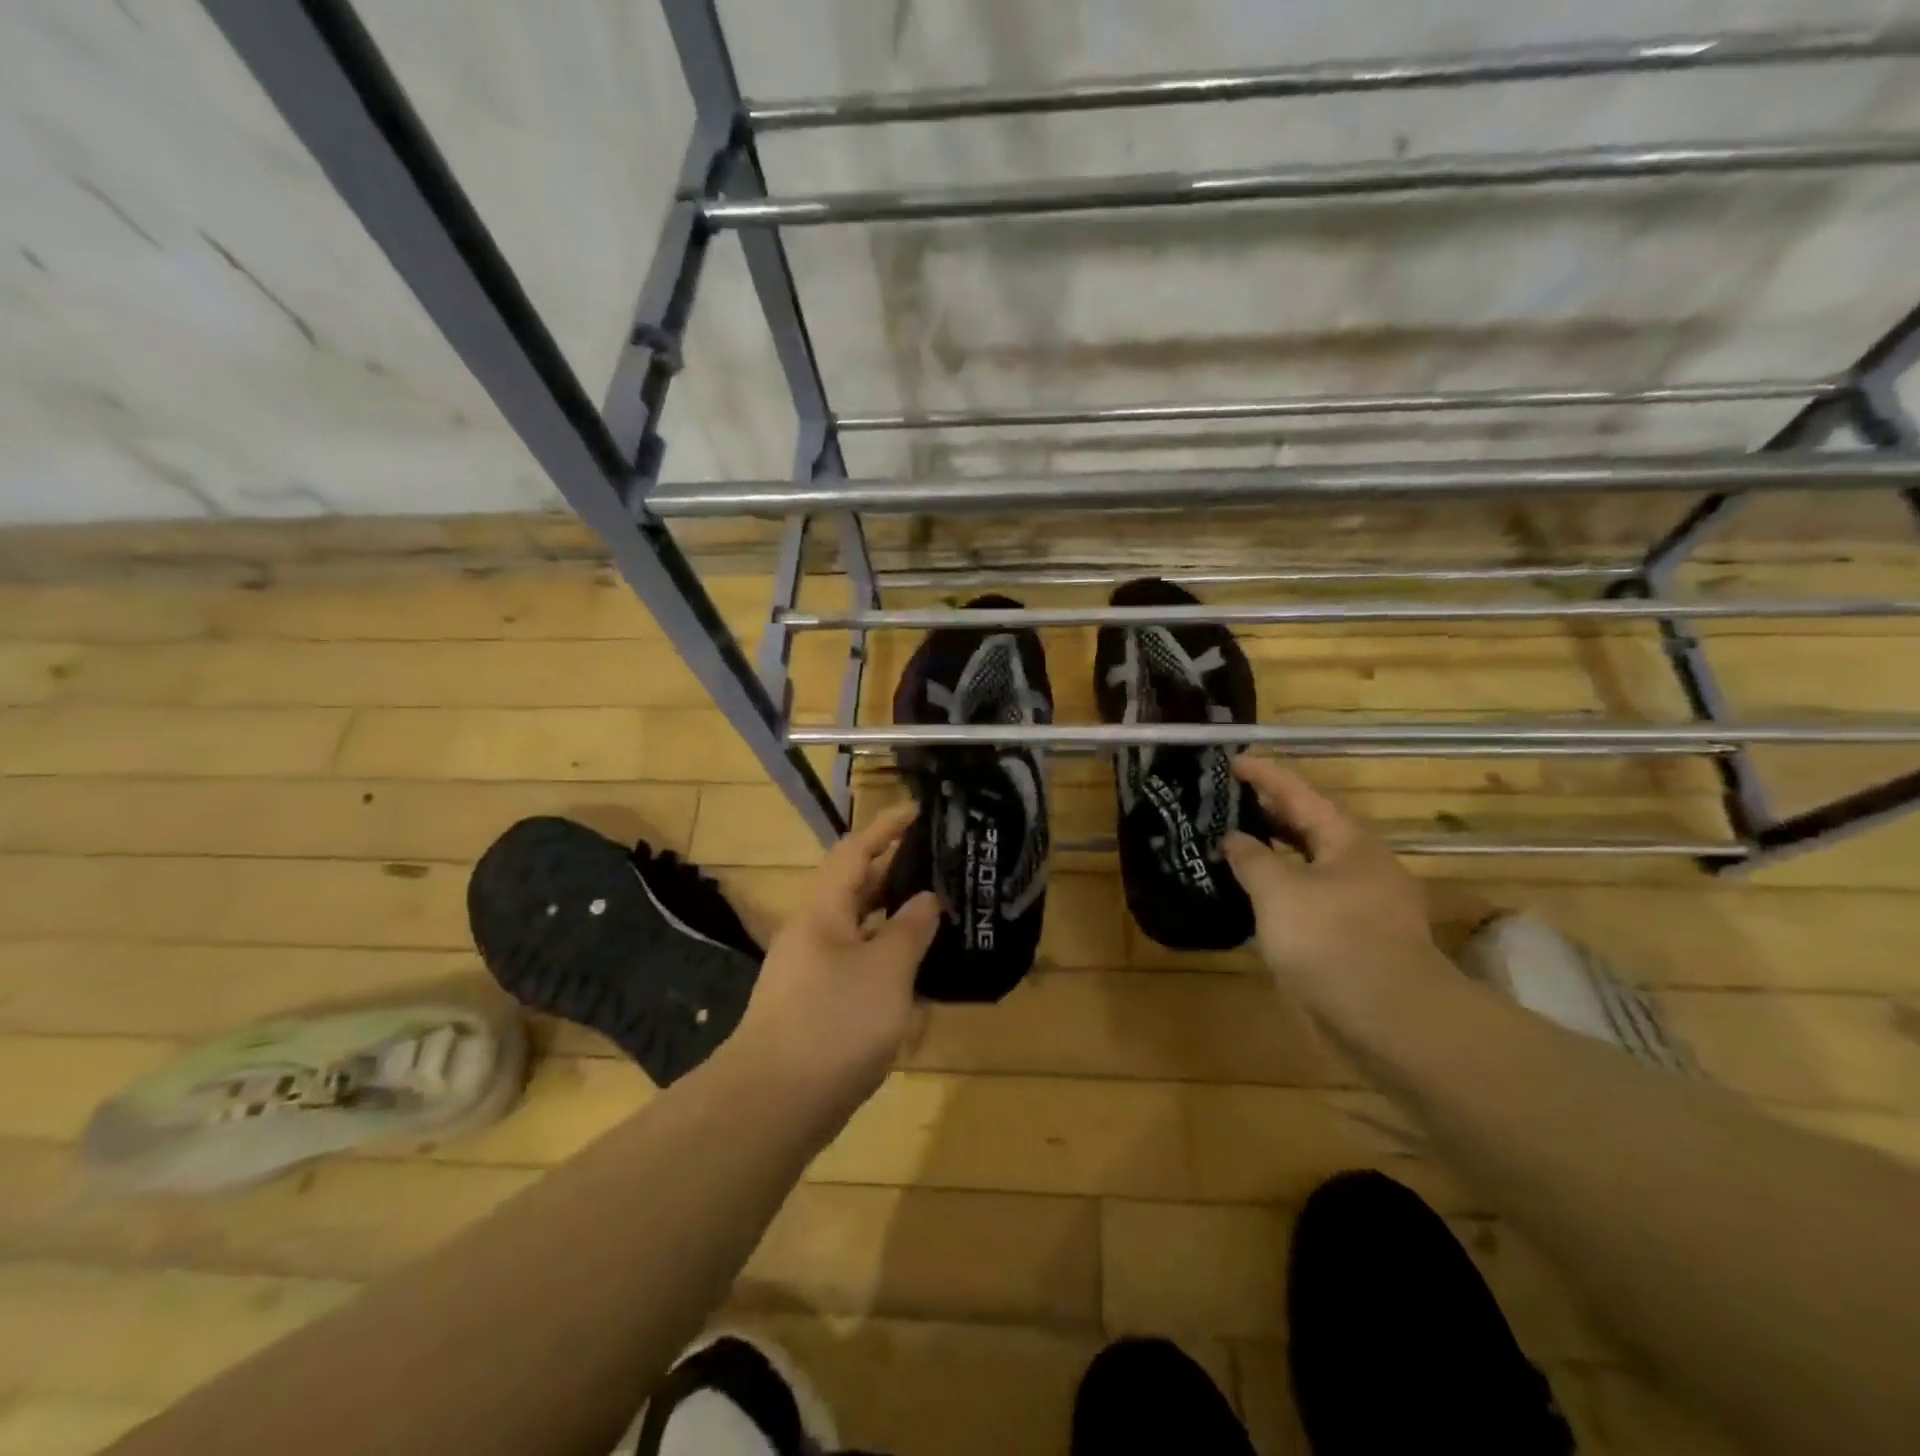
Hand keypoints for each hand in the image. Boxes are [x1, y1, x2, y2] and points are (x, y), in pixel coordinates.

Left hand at [727, 803, 939, 1122]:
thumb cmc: (833, 1022)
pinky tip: (920, 977)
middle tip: (943, 866)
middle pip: (857, 889)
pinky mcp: (819, 1007)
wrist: (773, 1105)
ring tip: (941, 916)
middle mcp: (814, 933)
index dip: (886, 828)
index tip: (919, 812)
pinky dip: (889, 962)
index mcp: (823, 910)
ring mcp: (813, 972)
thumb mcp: (885, 970)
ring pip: (861, 931)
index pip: (855, 851)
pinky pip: (860, 968)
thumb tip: (927, 898)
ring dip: (896, 922)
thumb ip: (910, 929)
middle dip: (897, 875)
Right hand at [1223, 755, 1449, 1027]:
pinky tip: (1257, 896)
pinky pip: (1312, 894)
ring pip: (1310, 862)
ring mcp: (1363, 900)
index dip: (1263, 774)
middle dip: (1268, 812)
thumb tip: (1235, 838)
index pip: (1297, 793)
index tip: (1232, 760)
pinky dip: (1283, 886)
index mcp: (1346, 840)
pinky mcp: (1358, 933)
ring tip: (1234, 845)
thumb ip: (1251, 858)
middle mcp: (1359, 862)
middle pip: (1308, 825)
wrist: (1389, 1017)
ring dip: (1274, 852)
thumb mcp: (1278, 891)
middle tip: (1226, 801)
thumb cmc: (1330, 939)